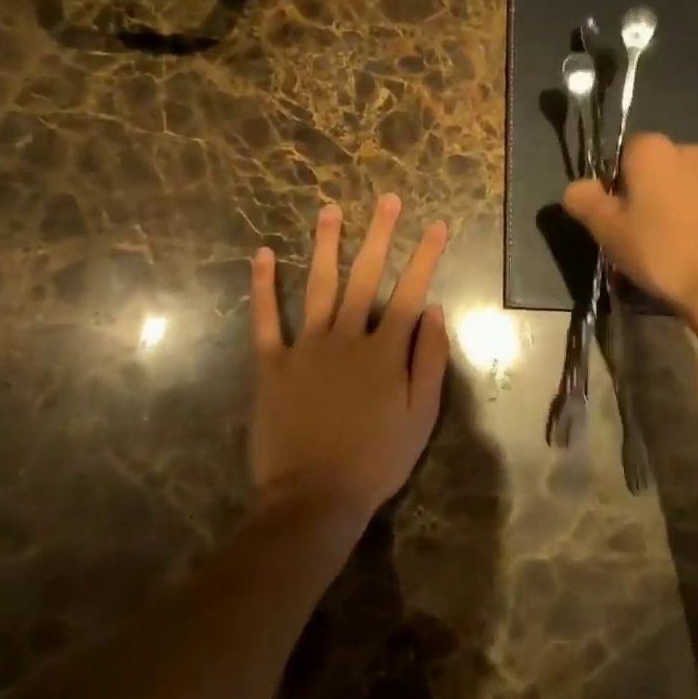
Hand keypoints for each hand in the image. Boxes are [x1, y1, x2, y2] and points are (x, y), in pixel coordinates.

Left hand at [248, 195, 449, 529]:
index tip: (435, 224)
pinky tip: (261, 255)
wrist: (313, 499)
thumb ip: (430, 361)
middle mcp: (347, 336)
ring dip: (326, 245)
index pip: (410, 291)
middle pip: (366, 276)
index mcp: (384, 350)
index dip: (425, 256)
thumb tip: (436, 310)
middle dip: (379, 234)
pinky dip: (263, 286)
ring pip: (319, 285)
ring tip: (329, 210)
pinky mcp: (272, 363)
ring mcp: (307, 346)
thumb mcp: (421, 418)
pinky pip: (266, 319)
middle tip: (386, 199)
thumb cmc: (375, 460)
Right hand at [563, 133, 697, 312]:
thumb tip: (577, 189)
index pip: (614, 158)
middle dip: (630, 201)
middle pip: (641, 174)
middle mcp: (683, 150)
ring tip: (649, 253)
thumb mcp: (605, 226)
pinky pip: (687, 206)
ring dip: (653, 214)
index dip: (607, 190)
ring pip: (664, 191)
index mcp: (651, 146)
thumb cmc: (657, 248)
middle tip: (625, 239)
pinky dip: (676, 223)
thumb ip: (582, 199)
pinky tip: (673, 254)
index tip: (610, 220)